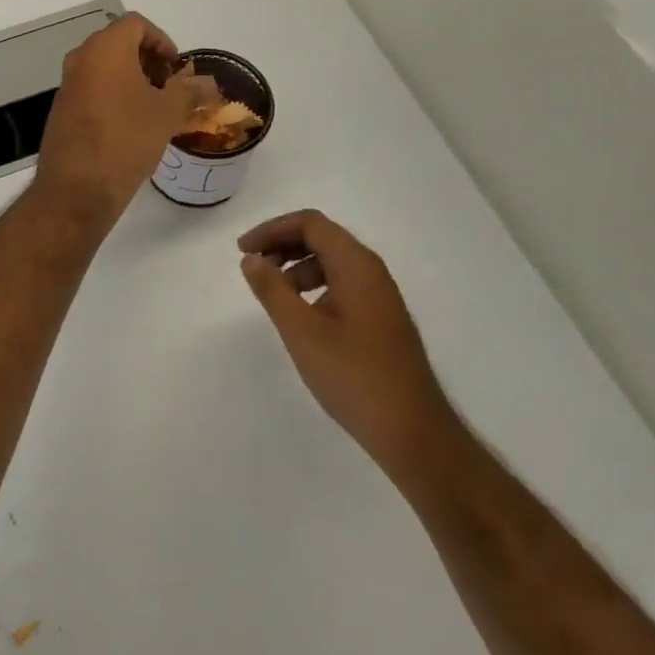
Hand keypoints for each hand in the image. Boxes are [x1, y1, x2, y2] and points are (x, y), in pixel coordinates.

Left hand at [35, 13, 203, 228]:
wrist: (77, 188)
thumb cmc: (127, 139)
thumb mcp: (167, 114)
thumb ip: (189, 91)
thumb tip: (209, 83)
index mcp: (106, 49)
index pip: (136, 24)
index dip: (162, 41)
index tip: (177, 69)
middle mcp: (81, 59)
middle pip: (119, 44)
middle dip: (148, 61)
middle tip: (170, 88)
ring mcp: (67, 84)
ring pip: (105, 69)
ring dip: (132, 80)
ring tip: (155, 110)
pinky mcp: (61, 110)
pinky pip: (93, 90)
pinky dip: (114, 96)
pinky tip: (130, 126)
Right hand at [239, 210, 454, 476]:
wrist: (411, 431)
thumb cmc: (353, 376)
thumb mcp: (301, 331)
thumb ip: (272, 289)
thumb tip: (251, 258)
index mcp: (356, 265)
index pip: (310, 223)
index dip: (272, 230)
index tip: (243, 251)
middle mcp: (372, 271)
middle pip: (322, 237)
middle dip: (283, 245)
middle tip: (254, 268)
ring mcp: (380, 296)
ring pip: (332, 262)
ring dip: (297, 267)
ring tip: (275, 296)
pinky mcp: (381, 319)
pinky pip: (342, 285)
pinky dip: (314, 287)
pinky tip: (302, 317)